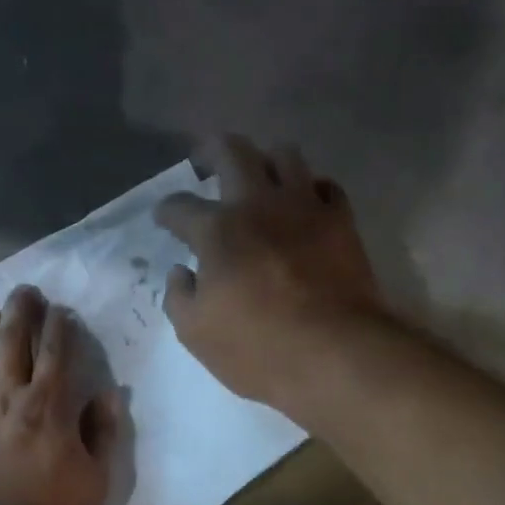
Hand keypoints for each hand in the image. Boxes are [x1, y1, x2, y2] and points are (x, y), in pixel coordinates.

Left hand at [0, 285, 117, 504]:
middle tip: (25, 291)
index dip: (60, 326)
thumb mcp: (96, 482)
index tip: (62, 309)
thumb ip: (101, 434)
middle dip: (20, 311)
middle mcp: (8, 397)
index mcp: (49, 407)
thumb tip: (107, 395)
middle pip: (12, 341)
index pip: (57, 353)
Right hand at [155, 135, 383, 411]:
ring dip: (265, 160)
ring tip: (258, 177)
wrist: (336, 354)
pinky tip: (304, 203)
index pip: (180, 207)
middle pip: (232, 151)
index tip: (163, 217)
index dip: (166, 210)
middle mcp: (258, 204)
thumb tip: (180, 272)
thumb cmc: (258, 349)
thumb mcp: (196, 334)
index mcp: (217, 231)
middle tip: (204, 161)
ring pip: (284, 155)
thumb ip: (179, 297)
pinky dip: (310, 188)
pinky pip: (325, 186)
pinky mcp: (341, 221)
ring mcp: (304, 207)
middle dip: (211, 150)